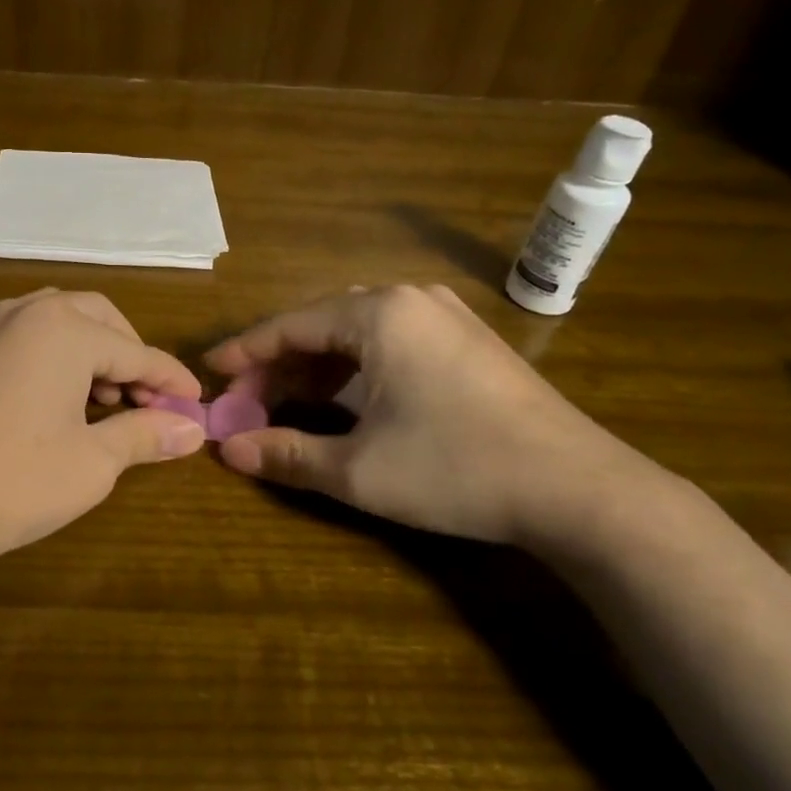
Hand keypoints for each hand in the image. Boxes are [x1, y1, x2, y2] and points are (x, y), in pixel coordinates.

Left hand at [0, 289, 205, 580]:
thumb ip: (145, 435)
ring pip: (57, 319)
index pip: (137, 352)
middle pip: (99, 320)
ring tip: (102, 399)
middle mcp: (28, 312)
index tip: (196, 402)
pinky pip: (20, 331)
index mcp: (67, 329)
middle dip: (130, 355)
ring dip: (90, 350)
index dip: (170, 380)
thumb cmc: (14, 479)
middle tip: (146, 400)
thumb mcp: (93, 461)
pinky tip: (50, 385)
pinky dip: (48, 350)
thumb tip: (193, 430)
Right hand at [206, 284, 670, 546]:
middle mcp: (410, 299)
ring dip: (318, 366)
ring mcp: (446, 316)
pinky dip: (357, 368)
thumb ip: (287, 454)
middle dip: (280, 363)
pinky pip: (392, 340)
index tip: (211, 372)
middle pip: (322, 324)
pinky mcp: (469, 341)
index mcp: (378, 313)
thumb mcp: (359, 469)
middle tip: (248, 401)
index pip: (290, 325)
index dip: (245, 352)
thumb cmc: (456, 469)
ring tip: (289, 403)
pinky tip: (347, 399)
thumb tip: (229, 452)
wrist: (580, 490)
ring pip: (358, 332)